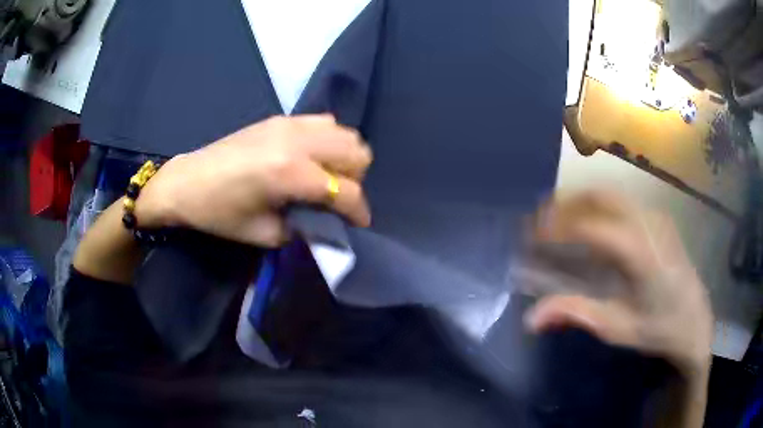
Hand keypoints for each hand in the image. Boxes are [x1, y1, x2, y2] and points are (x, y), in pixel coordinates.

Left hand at [134, 114, 372, 246]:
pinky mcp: (281, 118)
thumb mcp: (263, 234)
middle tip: (336, 198)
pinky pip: (323, 122)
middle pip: (356, 152)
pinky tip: (309, 157)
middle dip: (355, 180)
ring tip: (324, 176)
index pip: (346, 191)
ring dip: (343, 157)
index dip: (359, 212)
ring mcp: (290, 124)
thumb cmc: (219, 213)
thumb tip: (328, 224)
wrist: (186, 182)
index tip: (359, 224)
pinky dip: (327, 140)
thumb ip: (304, 228)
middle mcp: (298, 142)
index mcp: (291, 174)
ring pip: (344, 133)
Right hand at [523, 191, 712, 379]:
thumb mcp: (617, 328)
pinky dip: (599, 205)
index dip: (556, 227)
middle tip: (540, 218)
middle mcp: (648, 224)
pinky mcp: (659, 219)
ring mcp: (656, 218)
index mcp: (639, 253)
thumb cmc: (658, 328)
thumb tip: (530, 318)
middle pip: (600, 196)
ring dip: (581, 200)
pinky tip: (590, 223)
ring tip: (559, 217)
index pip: (590, 228)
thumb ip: (576, 314)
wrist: (695, 322)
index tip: (530, 235)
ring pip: (612, 194)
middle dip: (566, 202)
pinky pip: (623, 202)